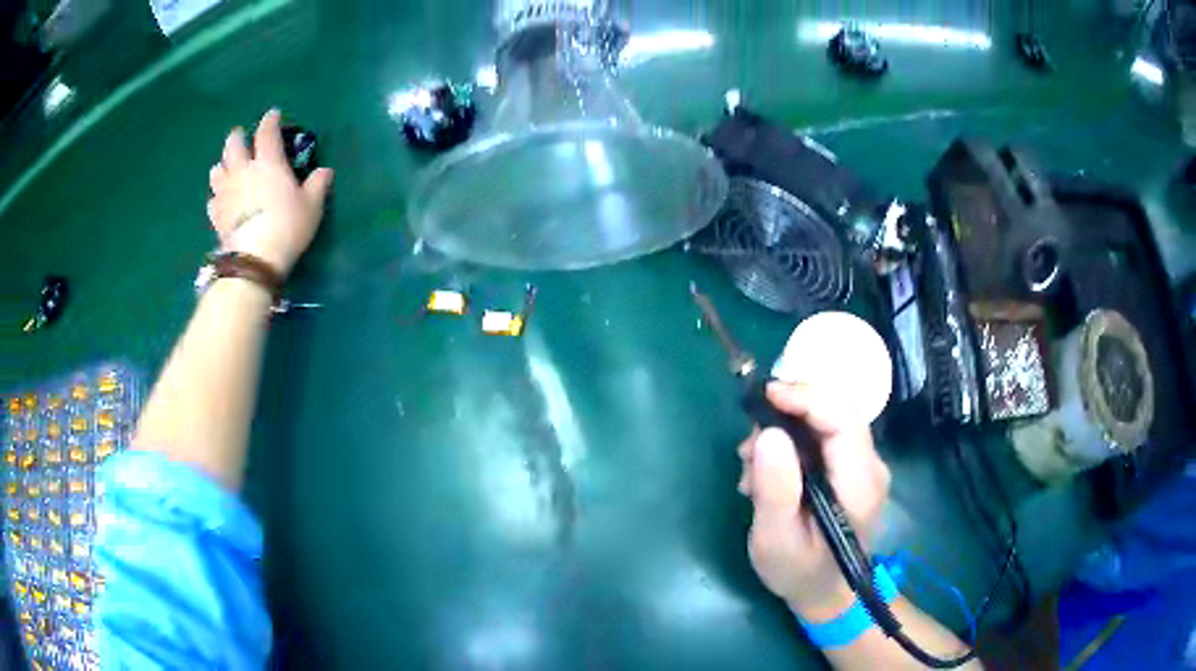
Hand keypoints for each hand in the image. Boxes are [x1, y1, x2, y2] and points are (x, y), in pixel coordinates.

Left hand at [207, 109, 333, 276]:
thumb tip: (325, 171)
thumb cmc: (287, 227)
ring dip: (222, 165)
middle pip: (234, 145)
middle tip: (240, 137)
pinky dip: (216, 197)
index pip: (267, 132)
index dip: (270, 120)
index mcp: (268, 163)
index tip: (273, 115)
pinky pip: (212, 200)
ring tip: (226, 167)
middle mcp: (243, 171)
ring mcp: (226, 193)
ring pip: (217, 170)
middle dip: (237, 138)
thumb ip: (317, 185)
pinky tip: (220, 201)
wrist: (255, 259)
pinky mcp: (217, 215)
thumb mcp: (311, 206)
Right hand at [737, 382, 890, 619]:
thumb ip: (775, 489)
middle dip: (789, 413)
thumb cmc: (799, 572)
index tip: (764, 397)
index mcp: (859, 484)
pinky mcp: (853, 467)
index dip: (806, 398)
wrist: (825, 593)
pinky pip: (825, 436)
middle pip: (837, 412)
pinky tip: (768, 471)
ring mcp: (865, 465)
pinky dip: (792, 441)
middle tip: (748, 444)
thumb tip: (768, 433)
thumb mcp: (776, 539)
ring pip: (828, 420)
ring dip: (786, 429)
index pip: (843, 419)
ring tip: (751, 468)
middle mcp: (871, 466)